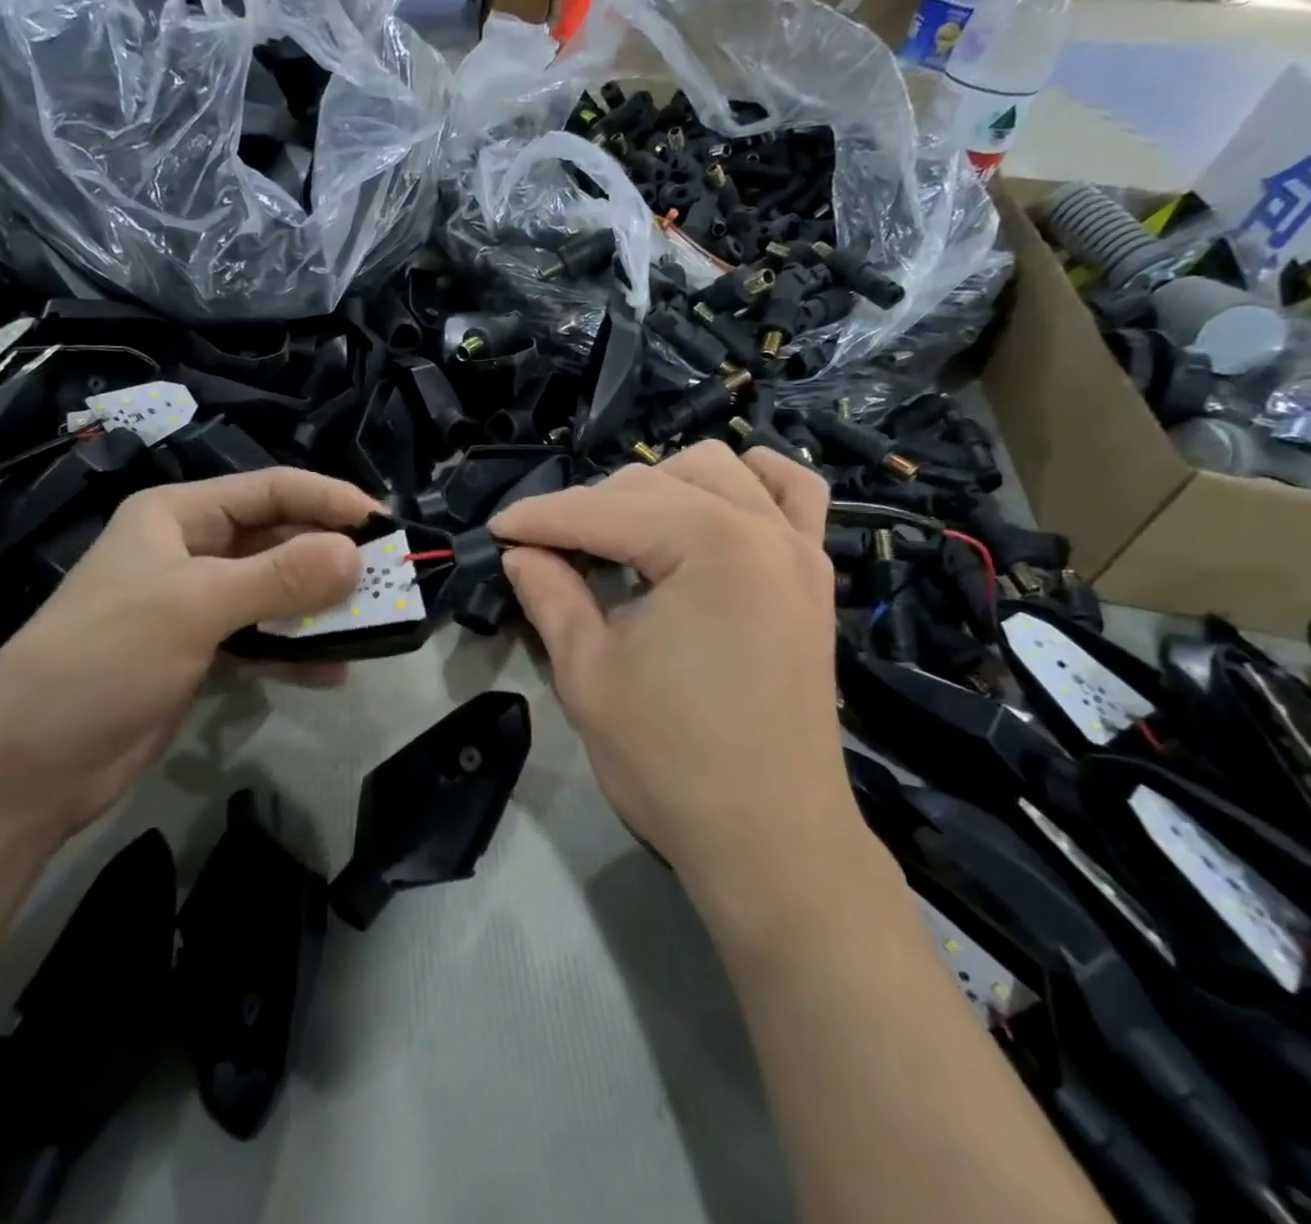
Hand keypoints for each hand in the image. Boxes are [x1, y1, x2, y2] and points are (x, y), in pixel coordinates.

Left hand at [0, 469, 381, 838]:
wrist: (26, 767)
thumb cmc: (104, 660)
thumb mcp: (195, 606)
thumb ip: (280, 578)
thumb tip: (356, 554)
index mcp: (179, 516)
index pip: (271, 490)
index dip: (330, 500)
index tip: (385, 525)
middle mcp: (192, 551)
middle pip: (280, 540)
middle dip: (332, 559)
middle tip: (389, 580)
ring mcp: (197, 605)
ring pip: (278, 592)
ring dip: (322, 607)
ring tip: (373, 624)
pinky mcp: (202, 654)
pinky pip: (265, 640)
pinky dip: (299, 651)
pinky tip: (334, 671)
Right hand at [489, 442, 854, 887]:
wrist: (770, 840)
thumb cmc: (670, 761)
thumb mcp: (588, 674)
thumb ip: (550, 594)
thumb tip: (521, 552)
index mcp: (708, 545)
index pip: (603, 511)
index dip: (541, 518)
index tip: (497, 531)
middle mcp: (760, 527)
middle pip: (654, 483)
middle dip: (590, 509)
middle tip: (548, 552)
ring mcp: (797, 547)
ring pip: (716, 471)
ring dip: (659, 488)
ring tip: (622, 534)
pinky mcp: (814, 576)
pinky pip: (793, 494)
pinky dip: (750, 482)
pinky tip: (717, 500)